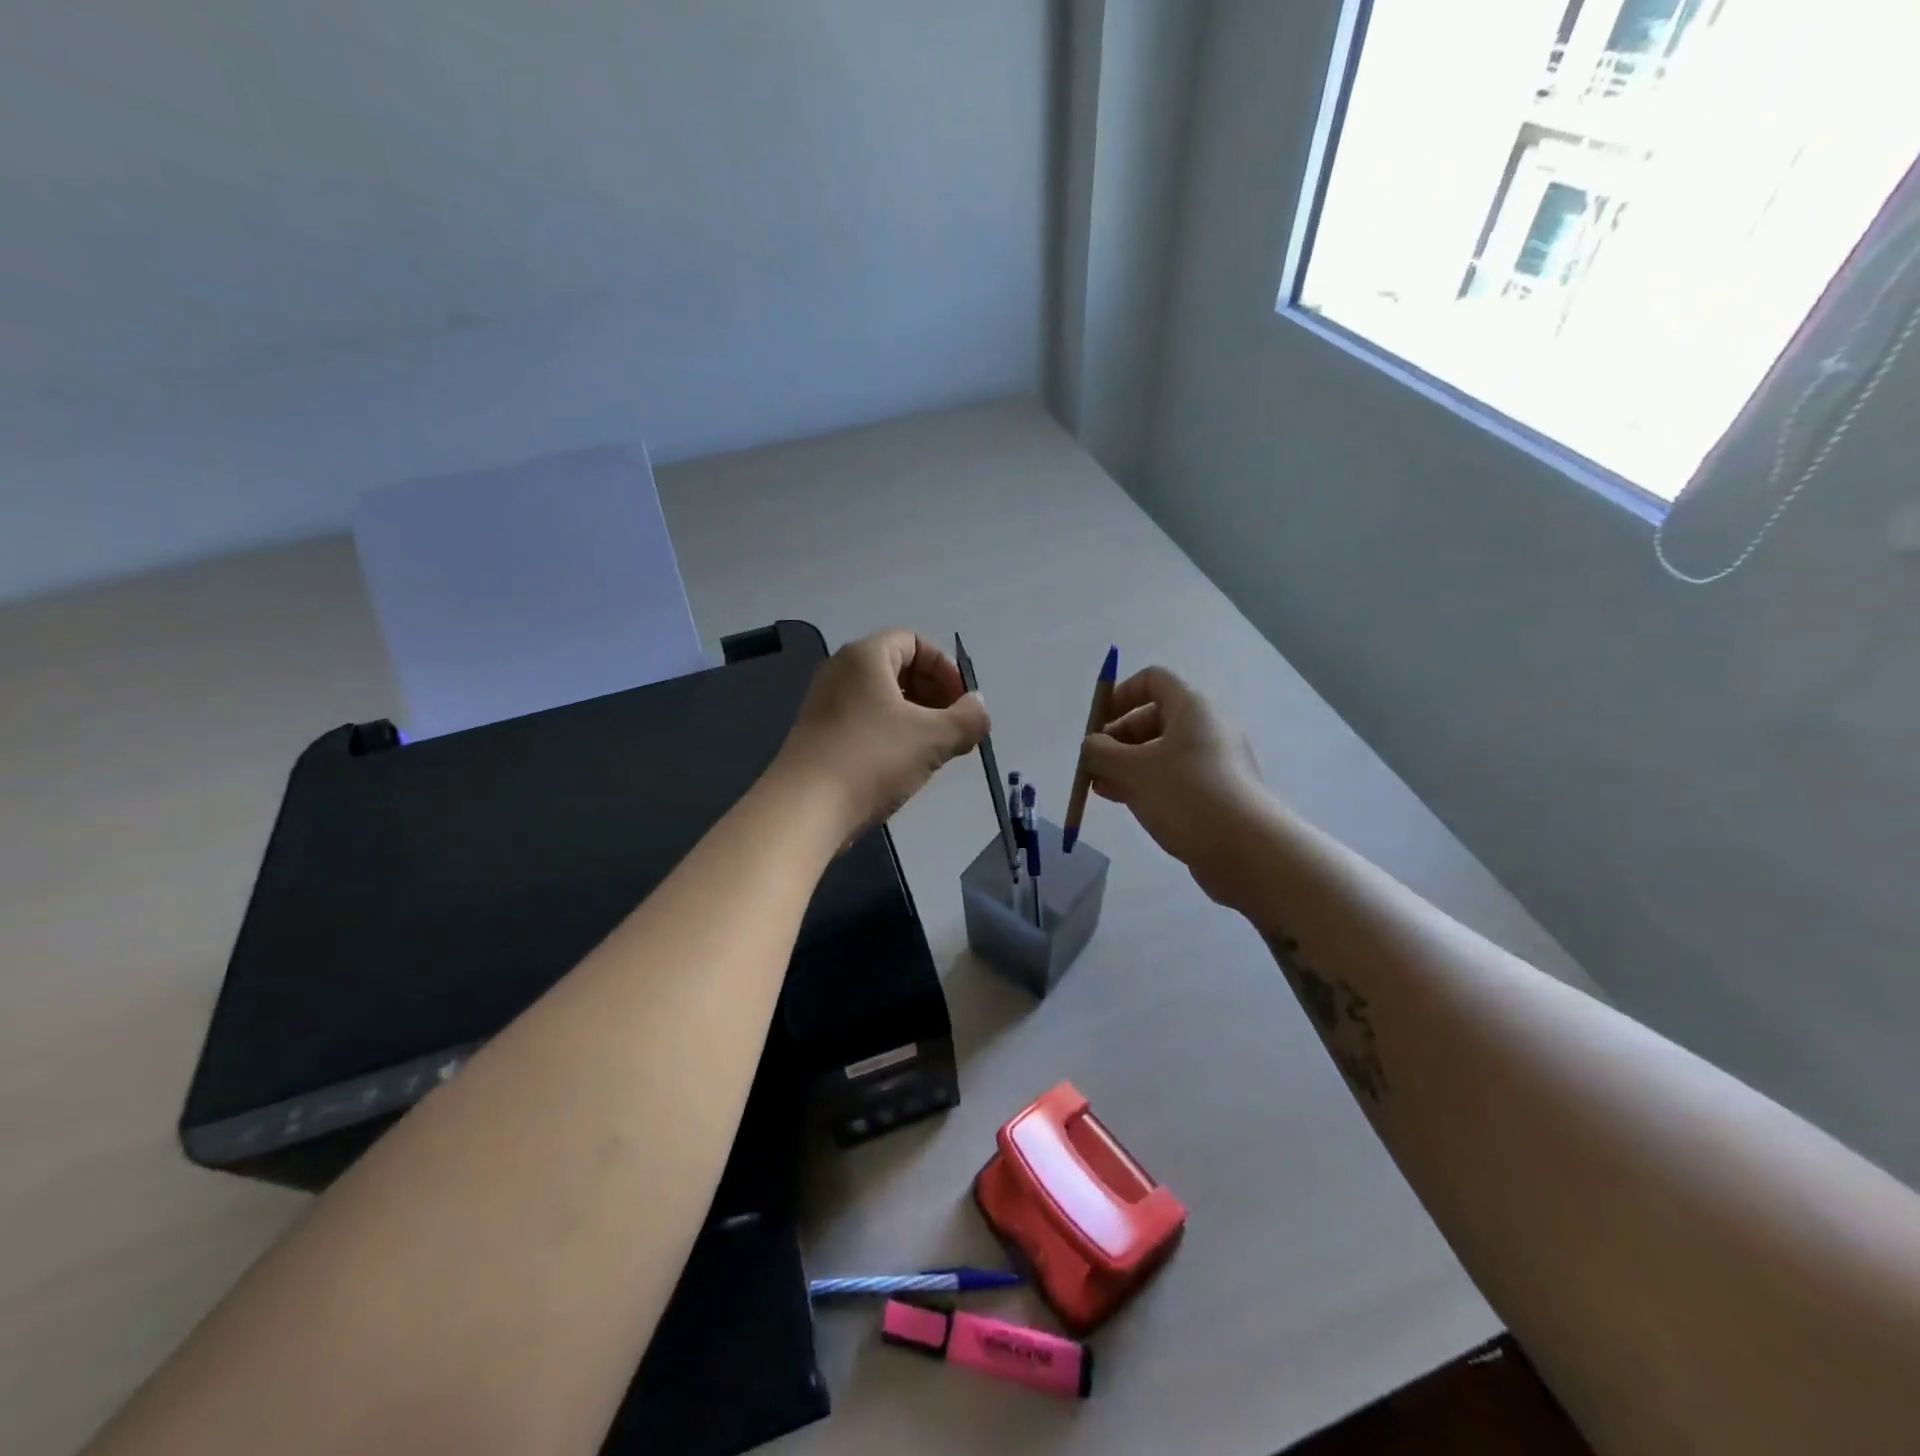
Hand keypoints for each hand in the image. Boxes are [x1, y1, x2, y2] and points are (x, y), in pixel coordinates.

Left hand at [775, 629, 989, 838]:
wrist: (805, 809)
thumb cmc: (873, 759)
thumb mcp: (934, 738)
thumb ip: (968, 719)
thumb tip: (978, 708)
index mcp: (866, 656)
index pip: (914, 641)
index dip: (945, 668)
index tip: (962, 703)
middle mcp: (841, 671)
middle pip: (898, 667)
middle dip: (934, 694)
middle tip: (953, 729)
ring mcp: (826, 704)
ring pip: (883, 698)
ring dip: (916, 718)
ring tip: (934, 751)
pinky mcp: (820, 735)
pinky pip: (865, 720)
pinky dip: (891, 733)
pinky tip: (904, 766)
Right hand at [1081, 667, 1271, 907]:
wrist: (1248, 850)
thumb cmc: (1186, 796)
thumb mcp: (1133, 770)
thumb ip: (1101, 753)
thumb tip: (1091, 745)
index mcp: (1192, 709)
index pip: (1153, 680)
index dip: (1120, 695)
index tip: (1097, 724)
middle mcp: (1207, 728)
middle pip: (1154, 718)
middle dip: (1118, 738)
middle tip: (1094, 764)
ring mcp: (1215, 763)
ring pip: (1162, 753)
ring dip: (1128, 765)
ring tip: (1100, 788)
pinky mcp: (1218, 794)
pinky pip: (1175, 778)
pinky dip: (1148, 784)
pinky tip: (1126, 804)